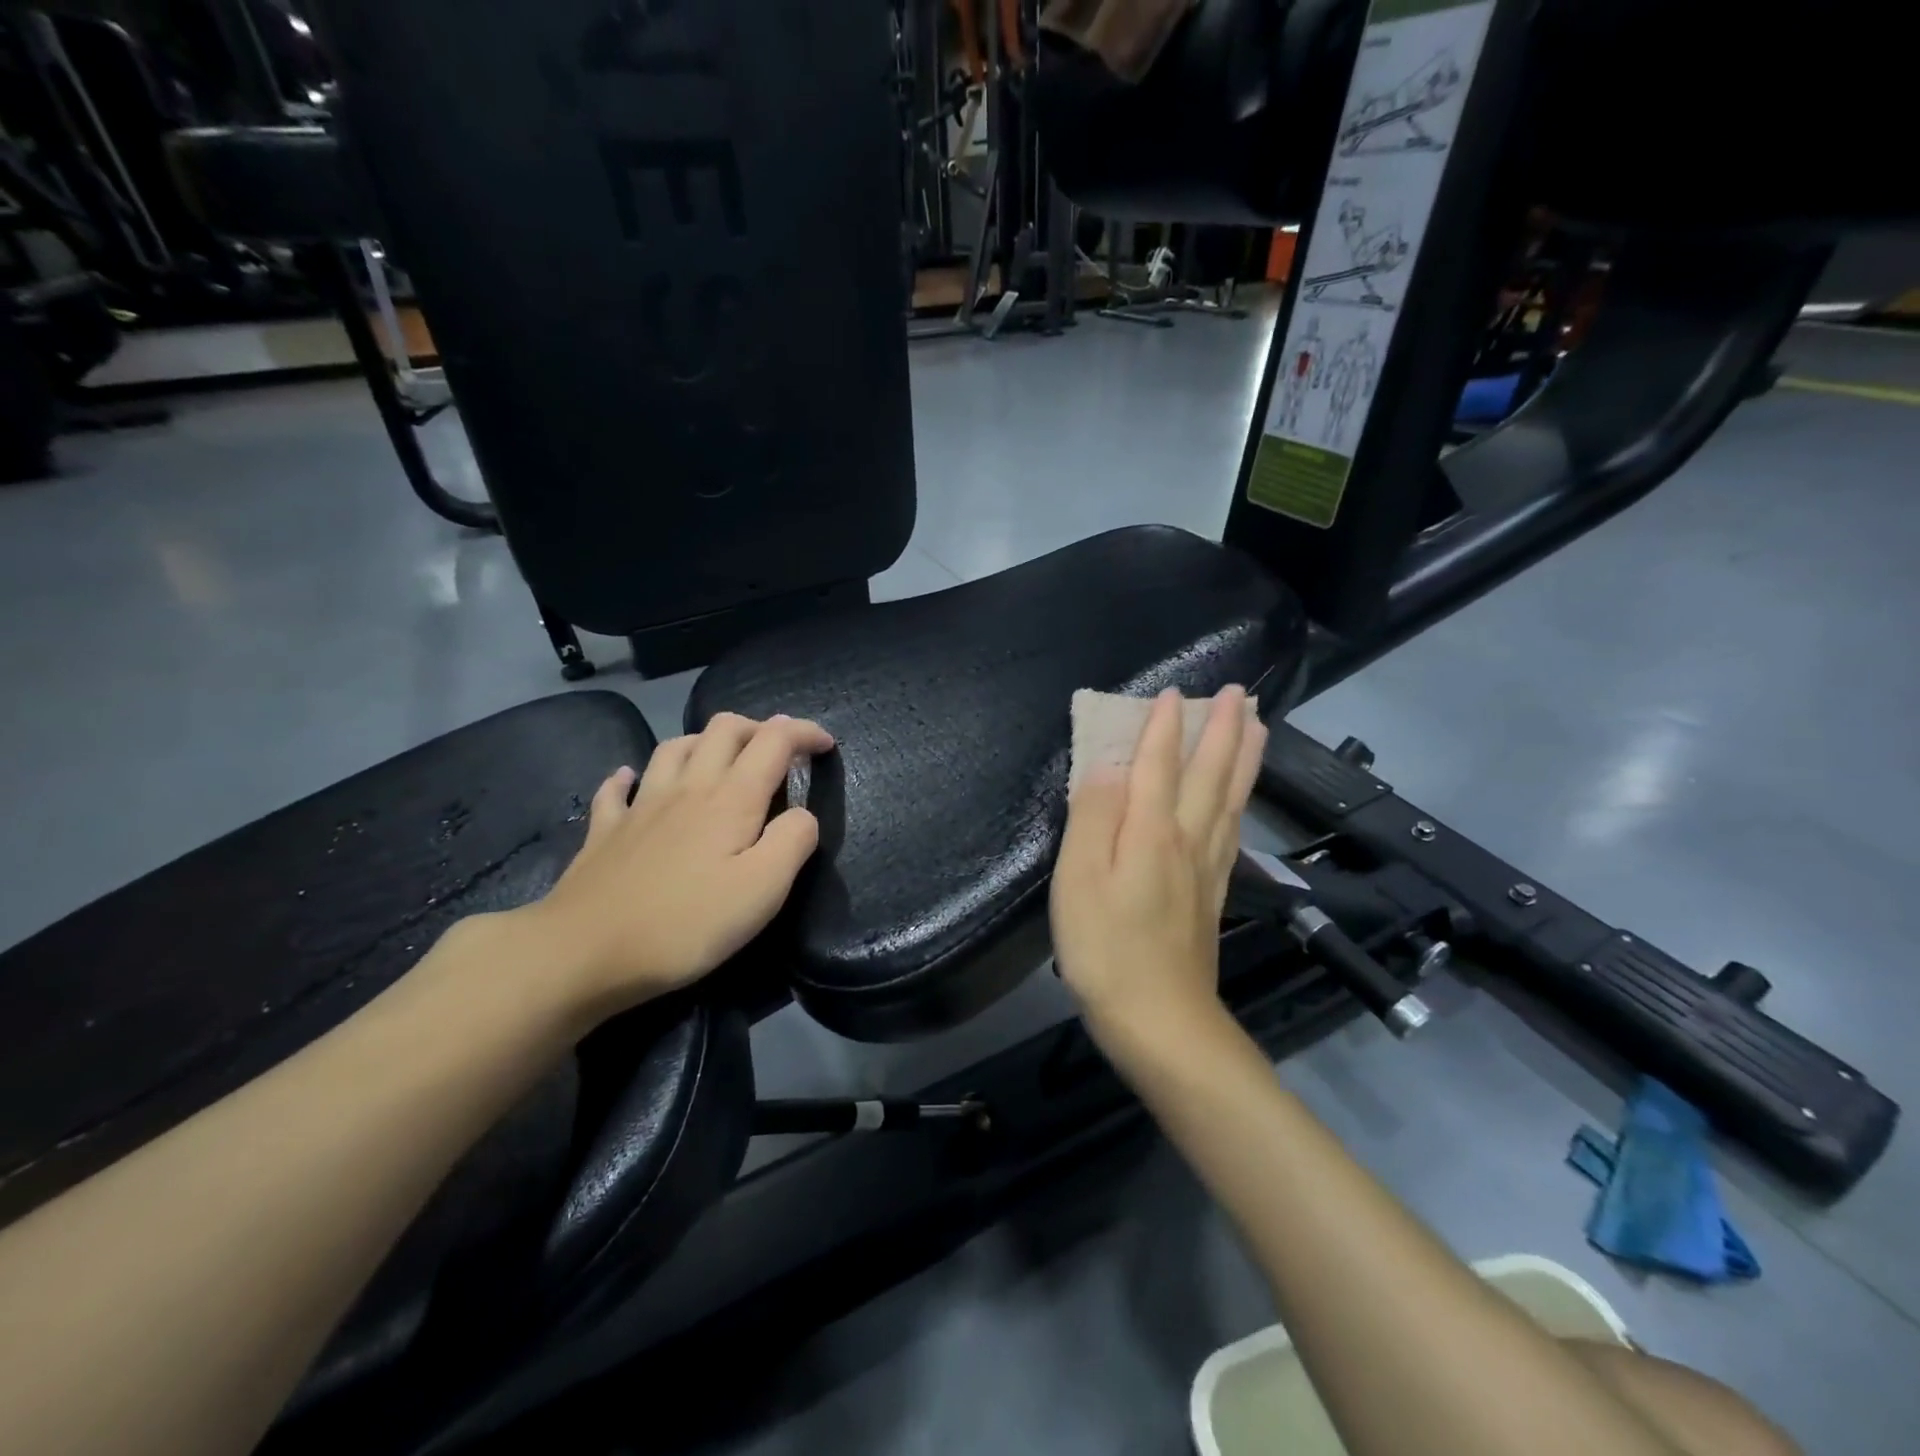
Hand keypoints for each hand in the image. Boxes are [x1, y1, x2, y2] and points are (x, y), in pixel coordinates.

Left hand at [511, 712, 833, 1024]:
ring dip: (707, 741)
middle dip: (759, 727)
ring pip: (676, 746)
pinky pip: (618, 788)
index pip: (775, 740)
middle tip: (780, 752)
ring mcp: (641, 805)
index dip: (804, 732)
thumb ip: (794, 841)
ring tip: (722, 759)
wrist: (584, 951)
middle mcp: (688, 786)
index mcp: (731, 798)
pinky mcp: (606, 830)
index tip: (826, 745)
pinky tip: (633, 780)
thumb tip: (803, 815)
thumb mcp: (763, 889)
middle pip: (724, 728)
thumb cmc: (686, 923)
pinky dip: (632, 776)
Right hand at [1049, 687, 1266, 1047]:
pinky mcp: (1213, 894)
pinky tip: (1240, 799)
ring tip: (1257, 725)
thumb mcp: (1080, 878)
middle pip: (1211, 773)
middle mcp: (1189, 839)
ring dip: (1244, 756)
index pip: (1160, 763)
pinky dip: (1240, 800)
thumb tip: (1107, 765)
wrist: (1159, 1020)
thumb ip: (1094, 815)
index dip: (1164, 726)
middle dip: (1223, 728)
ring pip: (1231, 798)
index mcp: (1153, 830)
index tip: (1172, 690)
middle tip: (1236, 692)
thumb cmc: (1106, 947)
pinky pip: (1233, 829)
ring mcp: (1208, 867)